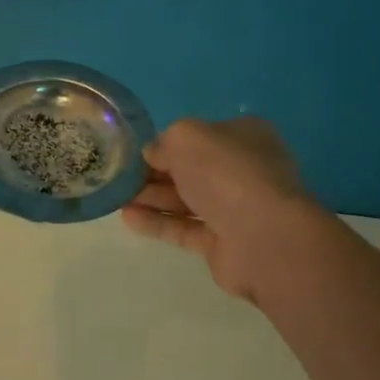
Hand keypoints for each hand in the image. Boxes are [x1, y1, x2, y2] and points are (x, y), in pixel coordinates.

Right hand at [121, 117, 315, 301]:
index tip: (137, 152)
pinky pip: (184, 229)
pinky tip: (128, 219)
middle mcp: (243, 170)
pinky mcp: (224, 243)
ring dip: (151, 198)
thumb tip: (153, 155)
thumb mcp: (185, 137)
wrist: (263, 236)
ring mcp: (236, 209)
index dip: (167, 143)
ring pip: (186, 200)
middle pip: (191, 169)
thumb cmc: (226, 172)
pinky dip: (157, 223)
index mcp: (244, 136)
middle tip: (120, 177)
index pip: (200, 136)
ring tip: (116, 198)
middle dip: (155, 173)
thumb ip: (163, 142)